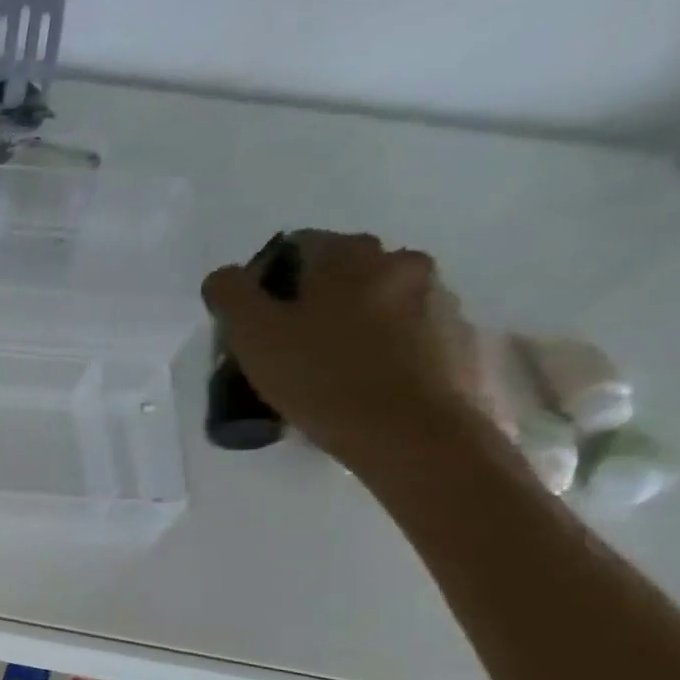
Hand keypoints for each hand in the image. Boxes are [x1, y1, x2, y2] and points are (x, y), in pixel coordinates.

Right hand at [201, 232, 486, 469]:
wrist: (411, 433)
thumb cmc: (322, 378)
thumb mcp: (253, 336)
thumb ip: (231, 295)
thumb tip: (225, 277)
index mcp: (349, 255)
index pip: (296, 245)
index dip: (265, 282)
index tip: (251, 323)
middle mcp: (401, 261)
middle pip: (339, 272)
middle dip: (308, 301)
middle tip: (283, 347)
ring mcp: (436, 298)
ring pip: (373, 301)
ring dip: (347, 323)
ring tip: (322, 371)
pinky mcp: (455, 336)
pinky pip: (403, 331)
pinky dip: (378, 346)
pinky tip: (358, 383)